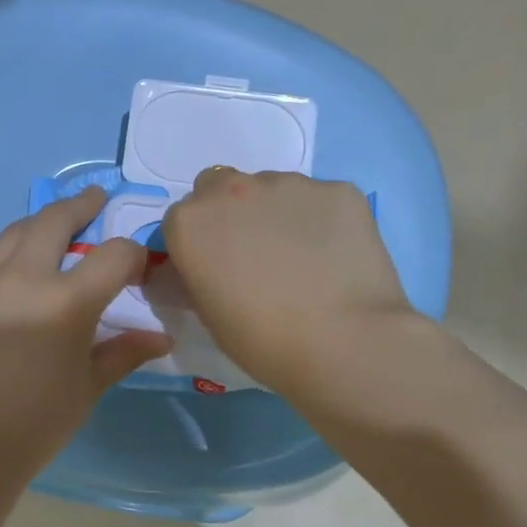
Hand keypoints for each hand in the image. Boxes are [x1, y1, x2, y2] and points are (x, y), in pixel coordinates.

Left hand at [0, 188, 171, 473]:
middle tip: (93, 199)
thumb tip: (160, 338)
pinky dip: (11, 256)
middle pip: (53, 219)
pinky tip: (18, 277)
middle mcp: (23, 278)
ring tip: (55, 226)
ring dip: (40, 223)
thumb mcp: (88, 386)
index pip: (113, 255)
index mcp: (66, 301)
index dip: (132, 255)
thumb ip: (123, 352)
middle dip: (79, 205)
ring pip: (14, 233)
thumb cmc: (36, 423)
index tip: (137, 266)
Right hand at [162, 169, 422, 398]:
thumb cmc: (263, 340)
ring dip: (276, 214)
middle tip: (255, 255)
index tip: (215, 269)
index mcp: (191, 222)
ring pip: (273, 190)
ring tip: (304, 259)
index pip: (182, 220)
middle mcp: (233, 189)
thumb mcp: (208, 313)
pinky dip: (322, 220)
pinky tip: (336, 257)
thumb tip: (206, 267)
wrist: (344, 342)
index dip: (198, 243)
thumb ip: (198, 275)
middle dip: (230, 213)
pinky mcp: (338, 189)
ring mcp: (289, 184)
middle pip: (221, 188)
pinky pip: (320, 201)